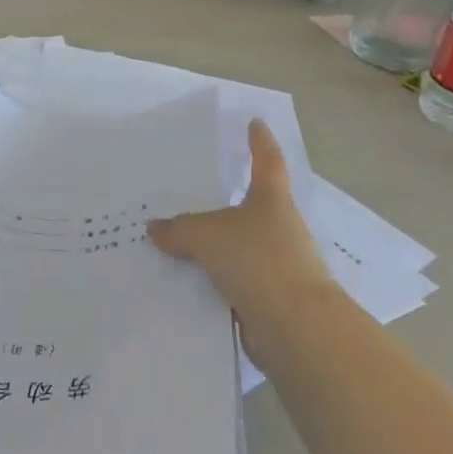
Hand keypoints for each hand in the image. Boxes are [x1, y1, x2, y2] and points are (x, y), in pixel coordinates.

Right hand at [148, 121, 333, 340]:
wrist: (297, 329)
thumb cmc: (258, 261)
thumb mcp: (206, 235)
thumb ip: (179, 229)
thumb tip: (155, 229)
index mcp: (271, 199)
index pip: (266, 160)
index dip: (260, 141)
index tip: (256, 123)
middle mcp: (280, 227)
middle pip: (252, 205)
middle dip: (227, 200)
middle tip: (193, 189)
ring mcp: (278, 265)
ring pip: (241, 246)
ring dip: (217, 246)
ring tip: (178, 241)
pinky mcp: (271, 299)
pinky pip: (235, 280)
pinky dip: (215, 279)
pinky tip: (185, 281)